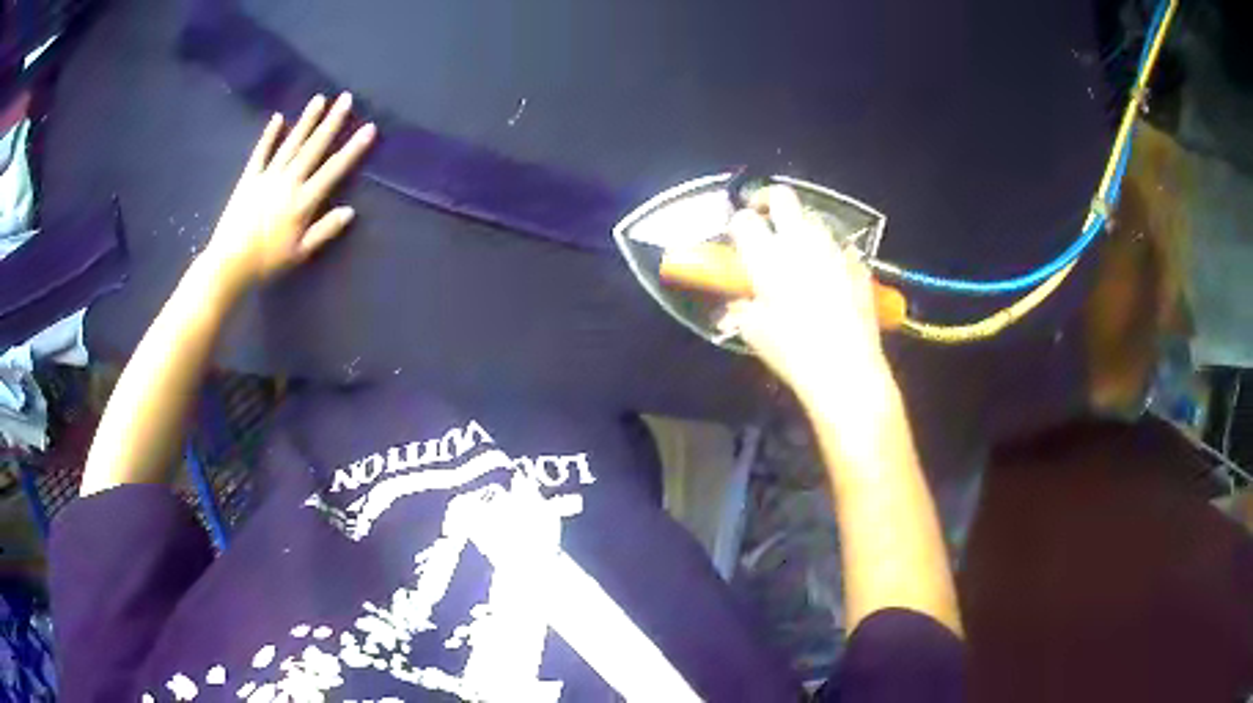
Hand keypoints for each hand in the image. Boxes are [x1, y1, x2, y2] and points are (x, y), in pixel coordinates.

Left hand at [204, 92, 376, 288]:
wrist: (228, 263)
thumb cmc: (266, 261)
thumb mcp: (300, 253)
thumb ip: (325, 230)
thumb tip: (349, 211)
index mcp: (303, 201)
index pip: (334, 170)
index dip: (353, 148)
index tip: (369, 128)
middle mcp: (288, 182)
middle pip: (314, 147)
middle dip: (332, 122)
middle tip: (346, 98)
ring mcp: (267, 177)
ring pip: (291, 143)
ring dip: (306, 121)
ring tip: (320, 99)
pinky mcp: (249, 179)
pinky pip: (261, 153)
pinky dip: (269, 135)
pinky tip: (278, 118)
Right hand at [719, 186, 889, 408]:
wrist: (846, 369)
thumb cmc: (793, 353)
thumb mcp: (754, 333)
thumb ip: (743, 309)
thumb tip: (739, 303)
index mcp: (767, 257)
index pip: (744, 220)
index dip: (738, 223)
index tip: (737, 235)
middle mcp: (799, 243)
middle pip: (782, 197)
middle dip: (769, 200)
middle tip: (764, 216)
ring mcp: (833, 250)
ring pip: (813, 219)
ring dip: (800, 228)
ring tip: (797, 251)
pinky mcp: (857, 265)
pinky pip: (839, 247)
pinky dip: (829, 254)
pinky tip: (828, 276)